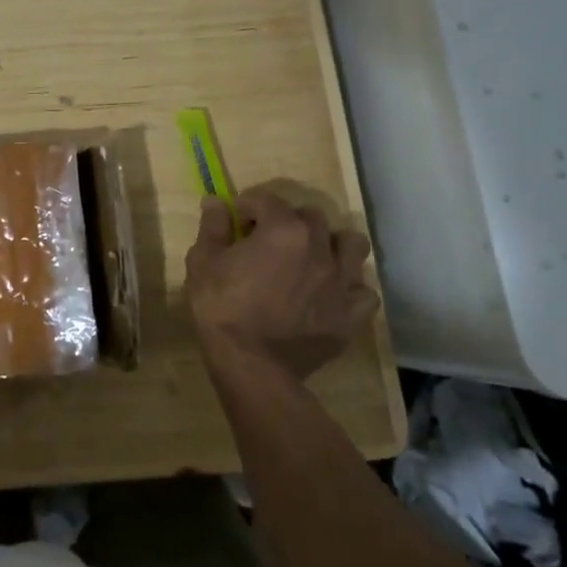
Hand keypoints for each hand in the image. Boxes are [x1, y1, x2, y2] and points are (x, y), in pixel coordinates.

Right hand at [184, 186, 378, 380]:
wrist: (251, 366)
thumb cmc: (222, 309)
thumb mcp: (203, 263)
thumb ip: (212, 227)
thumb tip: (215, 201)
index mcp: (283, 230)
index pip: (267, 200)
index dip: (248, 207)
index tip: (236, 222)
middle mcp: (319, 248)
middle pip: (312, 217)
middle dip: (289, 221)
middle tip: (269, 240)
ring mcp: (341, 283)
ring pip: (352, 245)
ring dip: (332, 245)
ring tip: (312, 258)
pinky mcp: (351, 316)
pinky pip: (364, 292)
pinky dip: (350, 289)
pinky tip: (330, 295)